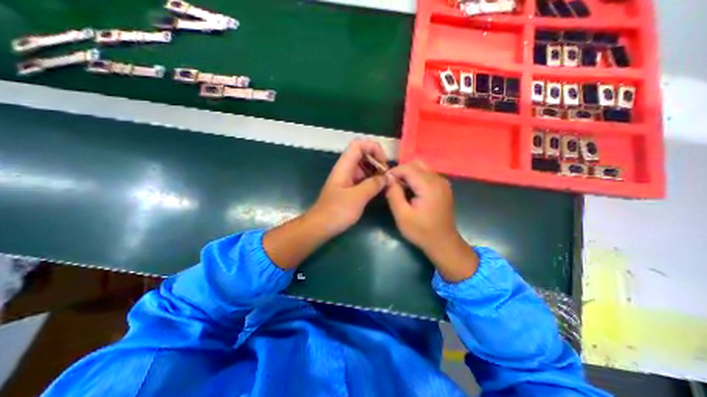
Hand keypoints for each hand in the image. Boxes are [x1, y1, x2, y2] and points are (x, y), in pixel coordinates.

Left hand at [308, 140, 388, 237]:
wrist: (321, 226)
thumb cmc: (336, 211)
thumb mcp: (357, 197)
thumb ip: (373, 184)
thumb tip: (388, 177)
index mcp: (344, 166)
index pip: (358, 145)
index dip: (373, 148)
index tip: (384, 163)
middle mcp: (346, 169)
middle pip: (363, 155)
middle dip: (377, 161)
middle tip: (388, 175)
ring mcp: (347, 179)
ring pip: (364, 167)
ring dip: (376, 172)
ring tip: (387, 183)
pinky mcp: (349, 188)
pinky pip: (363, 179)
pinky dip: (372, 181)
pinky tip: (380, 189)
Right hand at [385, 161, 476, 282]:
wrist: (443, 243)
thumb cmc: (421, 231)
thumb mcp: (402, 215)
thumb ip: (393, 194)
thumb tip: (388, 179)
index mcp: (429, 186)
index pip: (408, 168)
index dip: (394, 172)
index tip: (384, 181)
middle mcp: (438, 180)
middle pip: (416, 164)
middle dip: (401, 171)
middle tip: (392, 184)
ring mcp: (443, 183)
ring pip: (422, 168)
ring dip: (409, 174)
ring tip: (400, 187)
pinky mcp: (443, 187)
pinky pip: (427, 175)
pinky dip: (416, 178)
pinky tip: (411, 190)